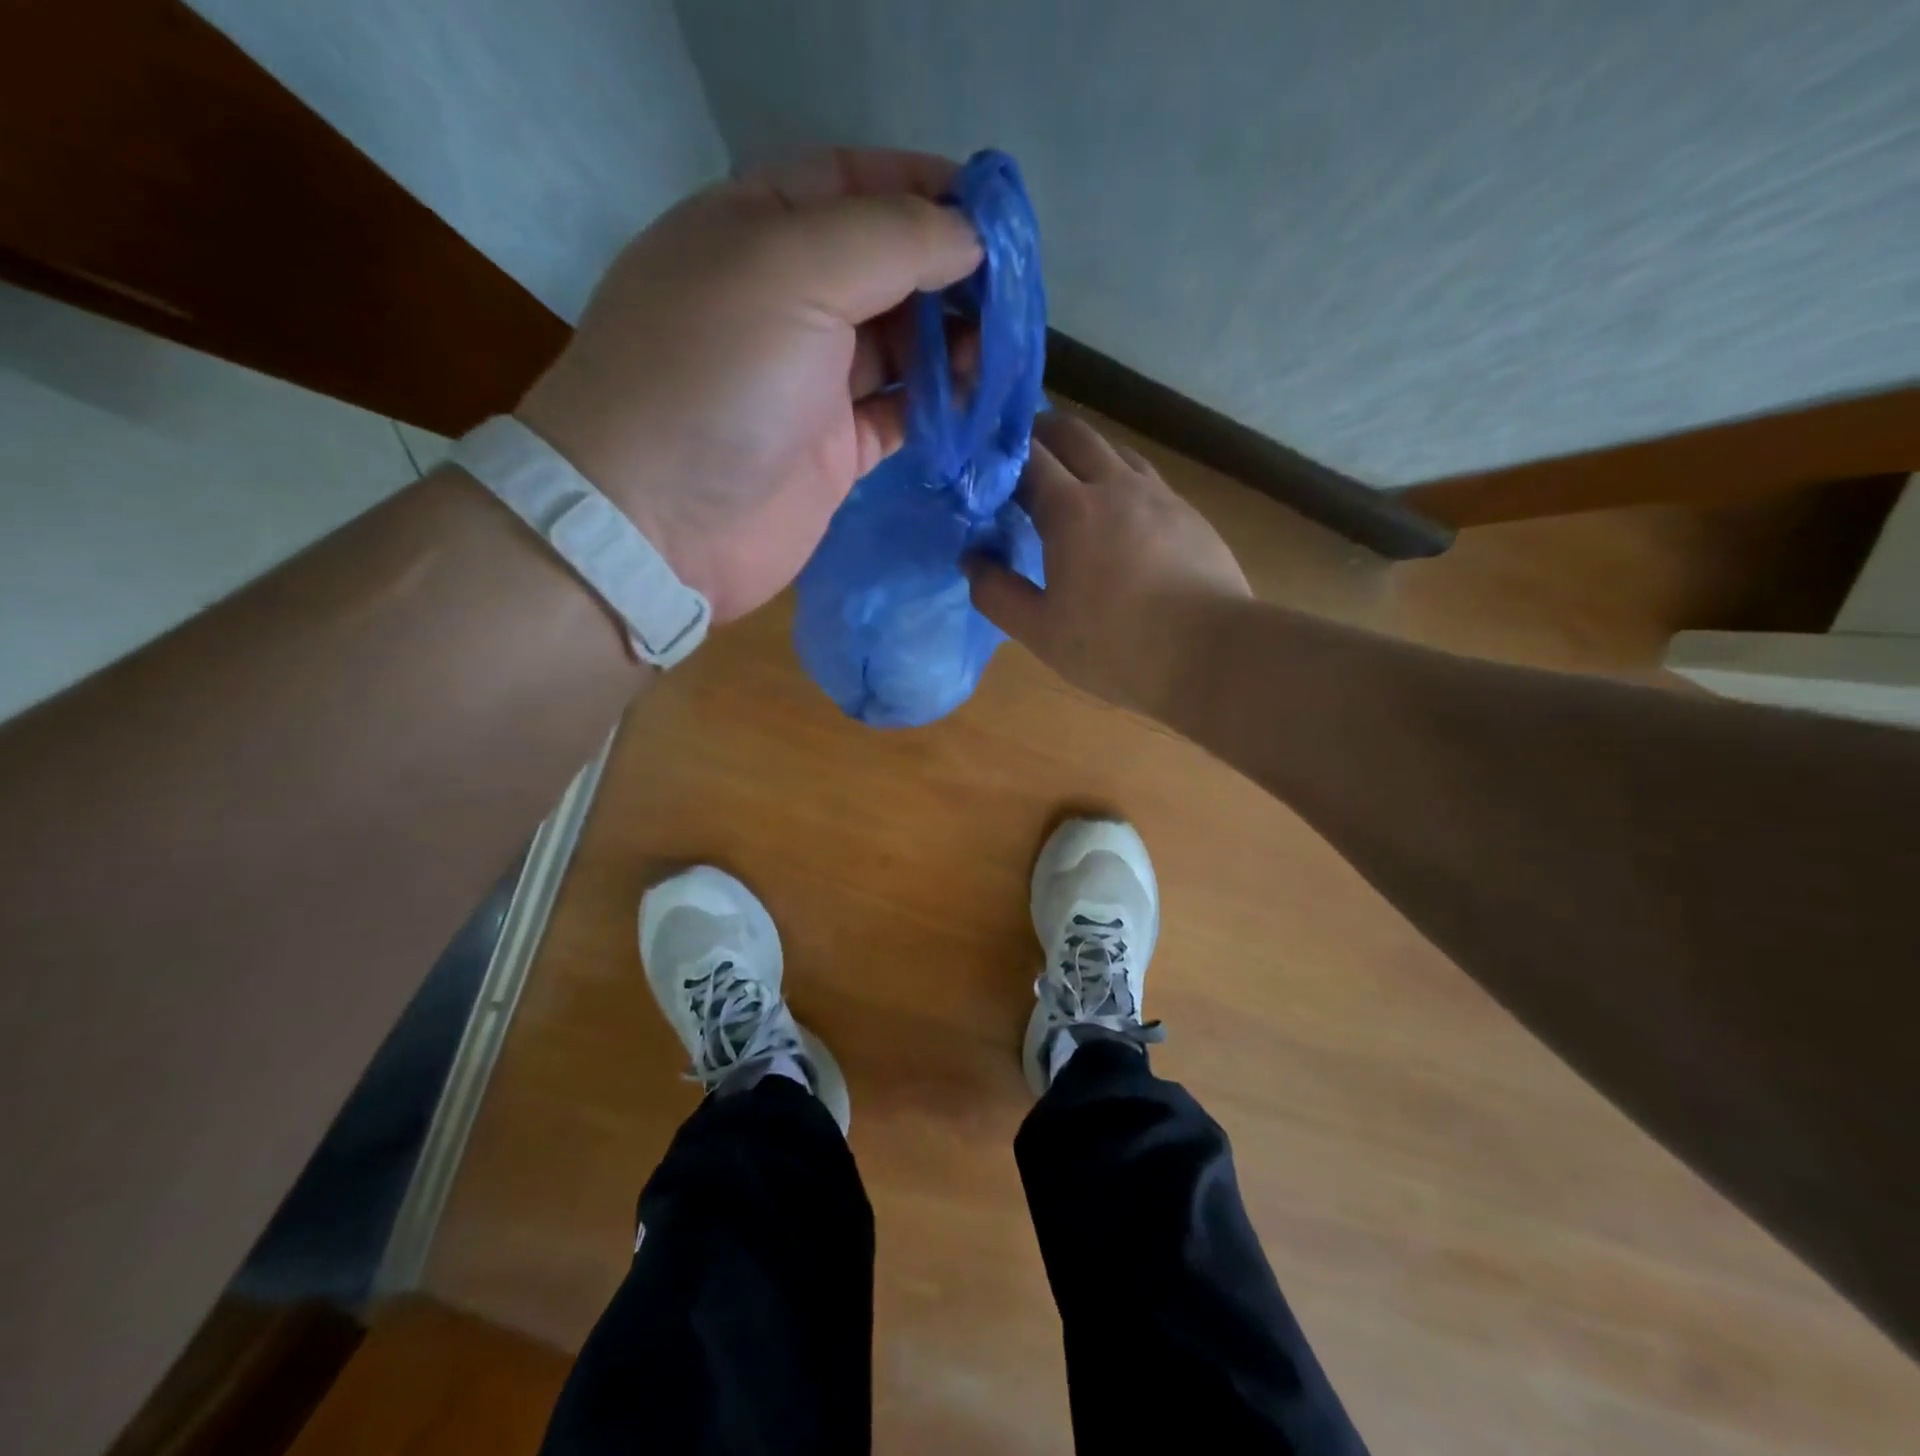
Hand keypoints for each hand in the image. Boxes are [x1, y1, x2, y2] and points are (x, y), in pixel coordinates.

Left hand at [516, 149, 981, 622]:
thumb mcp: (793, 271)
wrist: (658, 522)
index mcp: (759, 230)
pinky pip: (900, 415)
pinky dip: (940, 407)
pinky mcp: (833, 451)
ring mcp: (811, 382)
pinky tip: (978, 402)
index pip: (855, 183)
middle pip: (887, 268)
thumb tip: (970, 236)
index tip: (997, 215)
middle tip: (1014, 295)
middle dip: (951, 273)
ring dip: (954, 343)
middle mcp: (786, 301)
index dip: (927, 189)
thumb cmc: (714, 377)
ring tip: (1003, 352)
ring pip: (901, 346)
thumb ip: (891, 241)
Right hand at [966, 413, 1251, 713]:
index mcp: (1072, 510)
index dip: (1002, 453)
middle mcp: (1116, 487)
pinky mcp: (1190, 516)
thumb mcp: (1041, 631)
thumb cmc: (1115, 647)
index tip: (985, 463)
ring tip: (1070, 480)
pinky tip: (1121, 514)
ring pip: (1115, 451)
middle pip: (1074, 434)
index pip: (1028, 457)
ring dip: (1085, 453)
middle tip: (1021, 455)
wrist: (1211, 654)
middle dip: (1042, 434)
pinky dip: (1120, 480)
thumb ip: (997, 594)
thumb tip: (972, 560)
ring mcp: (1160, 497)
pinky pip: (1146, 479)